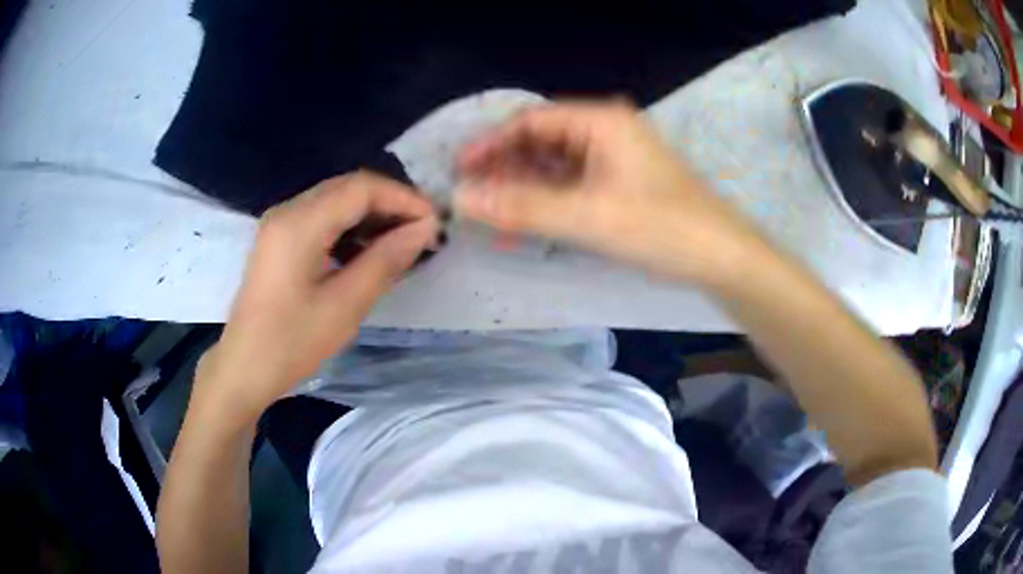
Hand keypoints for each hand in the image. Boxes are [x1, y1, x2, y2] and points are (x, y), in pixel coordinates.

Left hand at [193, 172, 438, 423]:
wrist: (244, 367)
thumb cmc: (292, 343)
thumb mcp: (345, 305)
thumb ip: (386, 260)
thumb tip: (425, 229)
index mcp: (299, 223)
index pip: (361, 188)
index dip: (402, 198)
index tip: (434, 222)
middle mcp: (288, 210)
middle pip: (348, 187)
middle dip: (390, 204)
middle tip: (423, 232)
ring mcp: (280, 222)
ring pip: (336, 200)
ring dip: (371, 215)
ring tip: (401, 242)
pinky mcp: (279, 238)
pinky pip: (321, 217)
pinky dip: (350, 226)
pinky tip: (367, 250)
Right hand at [455, 102, 761, 285]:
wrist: (723, 258)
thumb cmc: (662, 228)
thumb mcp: (587, 217)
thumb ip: (521, 207)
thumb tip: (461, 199)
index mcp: (600, 121)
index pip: (530, 121)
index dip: (490, 145)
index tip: (459, 172)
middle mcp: (606, 131)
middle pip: (541, 142)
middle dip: (505, 171)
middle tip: (473, 201)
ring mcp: (616, 158)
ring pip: (555, 167)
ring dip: (524, 192)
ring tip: (494, 221)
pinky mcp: (622, 183)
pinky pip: (573, 186)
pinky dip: (549, 204)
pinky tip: (529, 227)